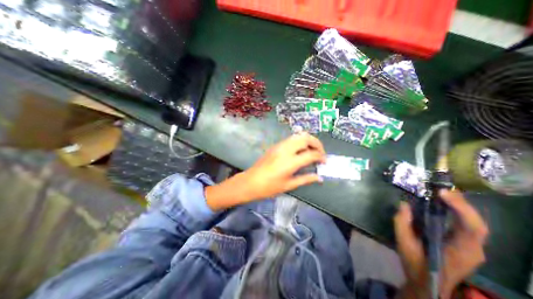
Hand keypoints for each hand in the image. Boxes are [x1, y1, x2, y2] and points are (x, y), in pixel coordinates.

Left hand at [205, 132, 326, 210]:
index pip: (311, 154)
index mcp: (290, 162)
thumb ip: (305, 179)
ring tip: (312, 151)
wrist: (250, 182)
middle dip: (317, 143)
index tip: (324, 162)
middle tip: (320, 153)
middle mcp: (286, 150)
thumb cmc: (269, 187)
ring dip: (308, 141)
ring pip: (298, 136)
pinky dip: (299, 142)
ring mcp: (280, 145)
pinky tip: (300, 151)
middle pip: (306, 138)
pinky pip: (291, 139)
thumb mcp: (289, 185)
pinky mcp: (275, 146)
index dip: (321, 157)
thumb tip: (319, 178)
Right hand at [392, 190, 488, 297]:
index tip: (442, 193)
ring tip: (441, 192)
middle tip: (440, 189)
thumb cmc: (416, 263)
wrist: (427, 283)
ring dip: (459, 205)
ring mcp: (472, 246)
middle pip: (476, 222)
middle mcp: (474, 248)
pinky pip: (465, 223)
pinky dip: (457, 211)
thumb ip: (402, 223)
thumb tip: (404, 204)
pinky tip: (444, 203)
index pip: (472, 227)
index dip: (461, 208)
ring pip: (473, 222)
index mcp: (461, 250)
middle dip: (461, 203)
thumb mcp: (404, 243)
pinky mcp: (465, 243)